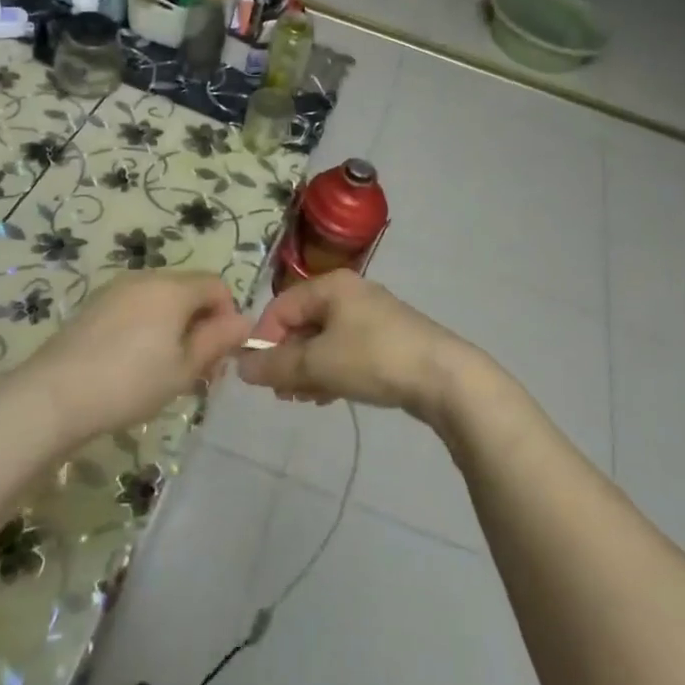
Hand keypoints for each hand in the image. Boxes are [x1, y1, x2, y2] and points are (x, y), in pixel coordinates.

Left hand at [16, 272, 250, 443]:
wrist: (54, 395)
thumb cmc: (131, 383)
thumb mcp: (184, 369)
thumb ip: (217, 341)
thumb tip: (244, 321)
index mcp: (173, 288)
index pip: (216, 285)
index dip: (228, 315)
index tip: (221, 354)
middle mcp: (145, 278)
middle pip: (188, 290)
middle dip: (201, 323)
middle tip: (197, 368)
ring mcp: (115, 289)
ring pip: (161, 300)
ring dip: (174, 326)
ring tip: (166, 370)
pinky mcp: (94, 305)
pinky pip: (135, 307)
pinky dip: (147, 327)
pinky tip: (134, 364)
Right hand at [240, 270, 482, 426]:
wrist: (444, 377)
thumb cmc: (374, 359)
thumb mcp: (319, 364)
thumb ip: (277, 366)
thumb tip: (241, 367)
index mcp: (331, 286)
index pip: (281, 306)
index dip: (264, 339)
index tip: (259, 376)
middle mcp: (350, 293)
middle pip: (303, 323)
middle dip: (287, 358)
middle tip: (282, 393)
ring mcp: (371, 316)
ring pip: (324, 340)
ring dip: (307, 369)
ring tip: (304, 399)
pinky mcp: (386, 339)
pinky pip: (345, 351)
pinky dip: (331, 371)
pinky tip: (329, 397)